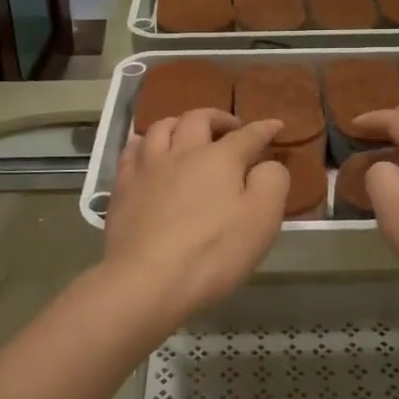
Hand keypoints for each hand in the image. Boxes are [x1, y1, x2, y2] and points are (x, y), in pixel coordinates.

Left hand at [104, 109, 288, 321]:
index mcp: (220, 158)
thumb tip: (267, 164)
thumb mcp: (262, 220)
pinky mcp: (122, 186)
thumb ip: (272, 183)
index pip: (248, 135)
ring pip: (162, 127)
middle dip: (218, 118)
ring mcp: (148, 167)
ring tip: (187, 133)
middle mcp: (182, 151)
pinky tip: (147, 151)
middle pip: (199, 119)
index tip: (275, 125)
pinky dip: (145, 143)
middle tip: (230, 128)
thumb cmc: (213, 252)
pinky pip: (132, 150)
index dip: (264, 129)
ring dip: (179, 123)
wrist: (147, 280)